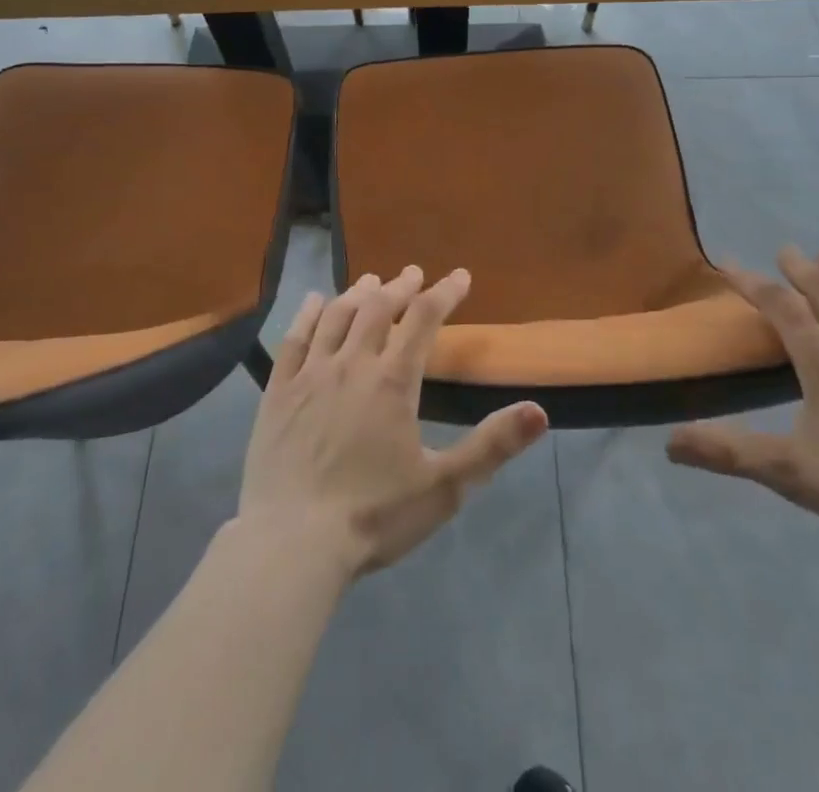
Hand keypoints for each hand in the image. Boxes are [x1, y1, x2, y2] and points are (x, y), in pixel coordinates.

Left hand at [238, 266, 548, 579]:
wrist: (292, 544)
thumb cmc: (373, 516)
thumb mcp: (444, 487)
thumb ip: (492, 446)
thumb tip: (540, 411)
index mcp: (393, 381)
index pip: (424, 319)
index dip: (445, 292)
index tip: (460, 276)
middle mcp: (351, 364)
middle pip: (378, 308)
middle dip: (401, 287)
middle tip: (414, 274)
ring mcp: (310, 374)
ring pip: (337, 316)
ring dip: (358, 293)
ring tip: (372, 281)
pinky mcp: (278, 391)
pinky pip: (294, 338)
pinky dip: (308, 314)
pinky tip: (314, 301)